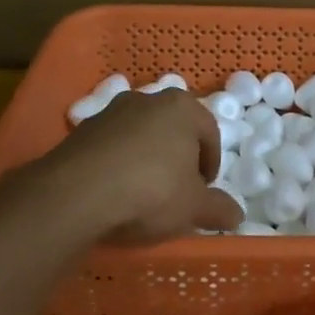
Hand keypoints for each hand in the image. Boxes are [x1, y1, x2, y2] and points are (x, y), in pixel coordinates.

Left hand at [22, 88, 239, 244]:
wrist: (77, 193)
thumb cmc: (151, 190)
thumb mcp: (193, 207)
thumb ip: (219, 208)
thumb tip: (237, 215)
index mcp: (182, 107)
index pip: (209, 132)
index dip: (211, 163)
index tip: (205, 190)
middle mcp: (148, 99)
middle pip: (173, 129)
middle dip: (178, 157)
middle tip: (178, 190)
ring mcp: (111, 112)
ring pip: (141, 135)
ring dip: (147, 158)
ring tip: (144, 193)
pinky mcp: (82, 130)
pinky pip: (111, 146)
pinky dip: (118, 164)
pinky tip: (115, 192)